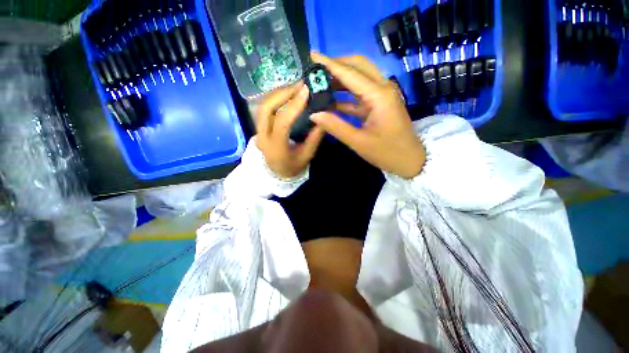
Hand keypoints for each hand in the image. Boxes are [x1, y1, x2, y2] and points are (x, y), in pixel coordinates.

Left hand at [256, 83, 325, 177]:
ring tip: (295, 87)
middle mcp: (262, 137)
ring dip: (279, 93)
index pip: (282, 123)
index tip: (306, 91)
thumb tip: (324, 116)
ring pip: (263, 105)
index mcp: (276, 147)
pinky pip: (264, 108)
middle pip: (266, 109)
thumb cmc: (292, 167)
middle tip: (300, 85)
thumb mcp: (306, 156)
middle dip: (283, 93)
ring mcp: (258, 130)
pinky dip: (276, 98)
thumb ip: (314, 137)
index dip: (293, 106)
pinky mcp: (259, 126)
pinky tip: (287, 94)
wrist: (276, 173)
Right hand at [309, 53, 425, 178]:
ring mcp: (382, 95)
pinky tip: (330, 100)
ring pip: (359, 78)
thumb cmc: (387, 153)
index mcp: (379, 95)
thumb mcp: (359, 142)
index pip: (350, 73)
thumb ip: (336, 126)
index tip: (311, 54)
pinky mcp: (380, 104)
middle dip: (336, 65)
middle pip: (358, 66)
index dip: (329, 63)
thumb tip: (314, 114)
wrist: (410, 160)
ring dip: (340, 79)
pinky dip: (345, 95)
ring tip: (319, 83)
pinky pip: (360, 94)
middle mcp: (382, 88)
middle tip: (315, 70)